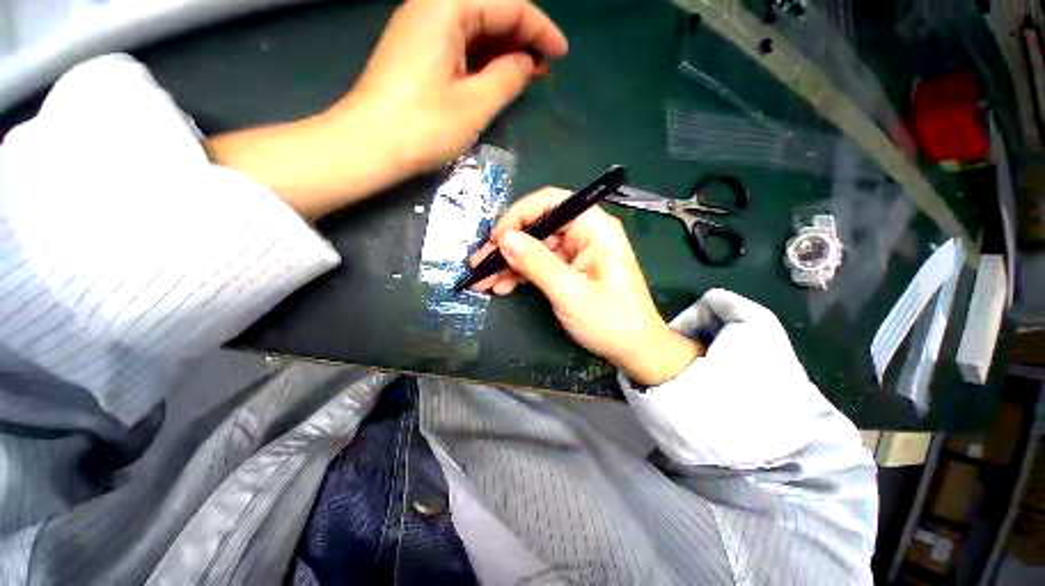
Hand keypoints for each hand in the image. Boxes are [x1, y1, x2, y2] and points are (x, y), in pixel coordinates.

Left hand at [341, 0, 567, 173]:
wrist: (367, 146)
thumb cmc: (422, 126)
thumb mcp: (474, 104)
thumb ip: (508, 77)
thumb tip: (528, 64)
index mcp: (446, 6)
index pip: (508, 4)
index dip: (540, 28)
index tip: (562, 54)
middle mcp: (431, 7)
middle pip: (490, 10)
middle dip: (523, 37)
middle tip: (546, 67)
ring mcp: (421, 30)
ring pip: (475, 28)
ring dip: (504, 49)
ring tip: (529, 74)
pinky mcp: (417, 53)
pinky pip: (460, 45)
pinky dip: (483, 59)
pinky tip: (498, 76)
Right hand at [471, 188, 703, 385]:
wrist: (634, 350)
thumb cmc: (610, 320)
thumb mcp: (570, 292)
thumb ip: (537, 263)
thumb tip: (505, 240)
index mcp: (594, 229)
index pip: (551, 203)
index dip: (520, 215)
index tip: (497, 239)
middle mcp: (585, 235)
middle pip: (539, 227)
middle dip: (508, 245)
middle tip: (480, 262)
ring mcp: (576, 253)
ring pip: (535, 248)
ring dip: (509, 263)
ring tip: (484, 280)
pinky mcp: (570, 271)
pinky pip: (541, 265)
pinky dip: (521, 275)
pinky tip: (503, 286)